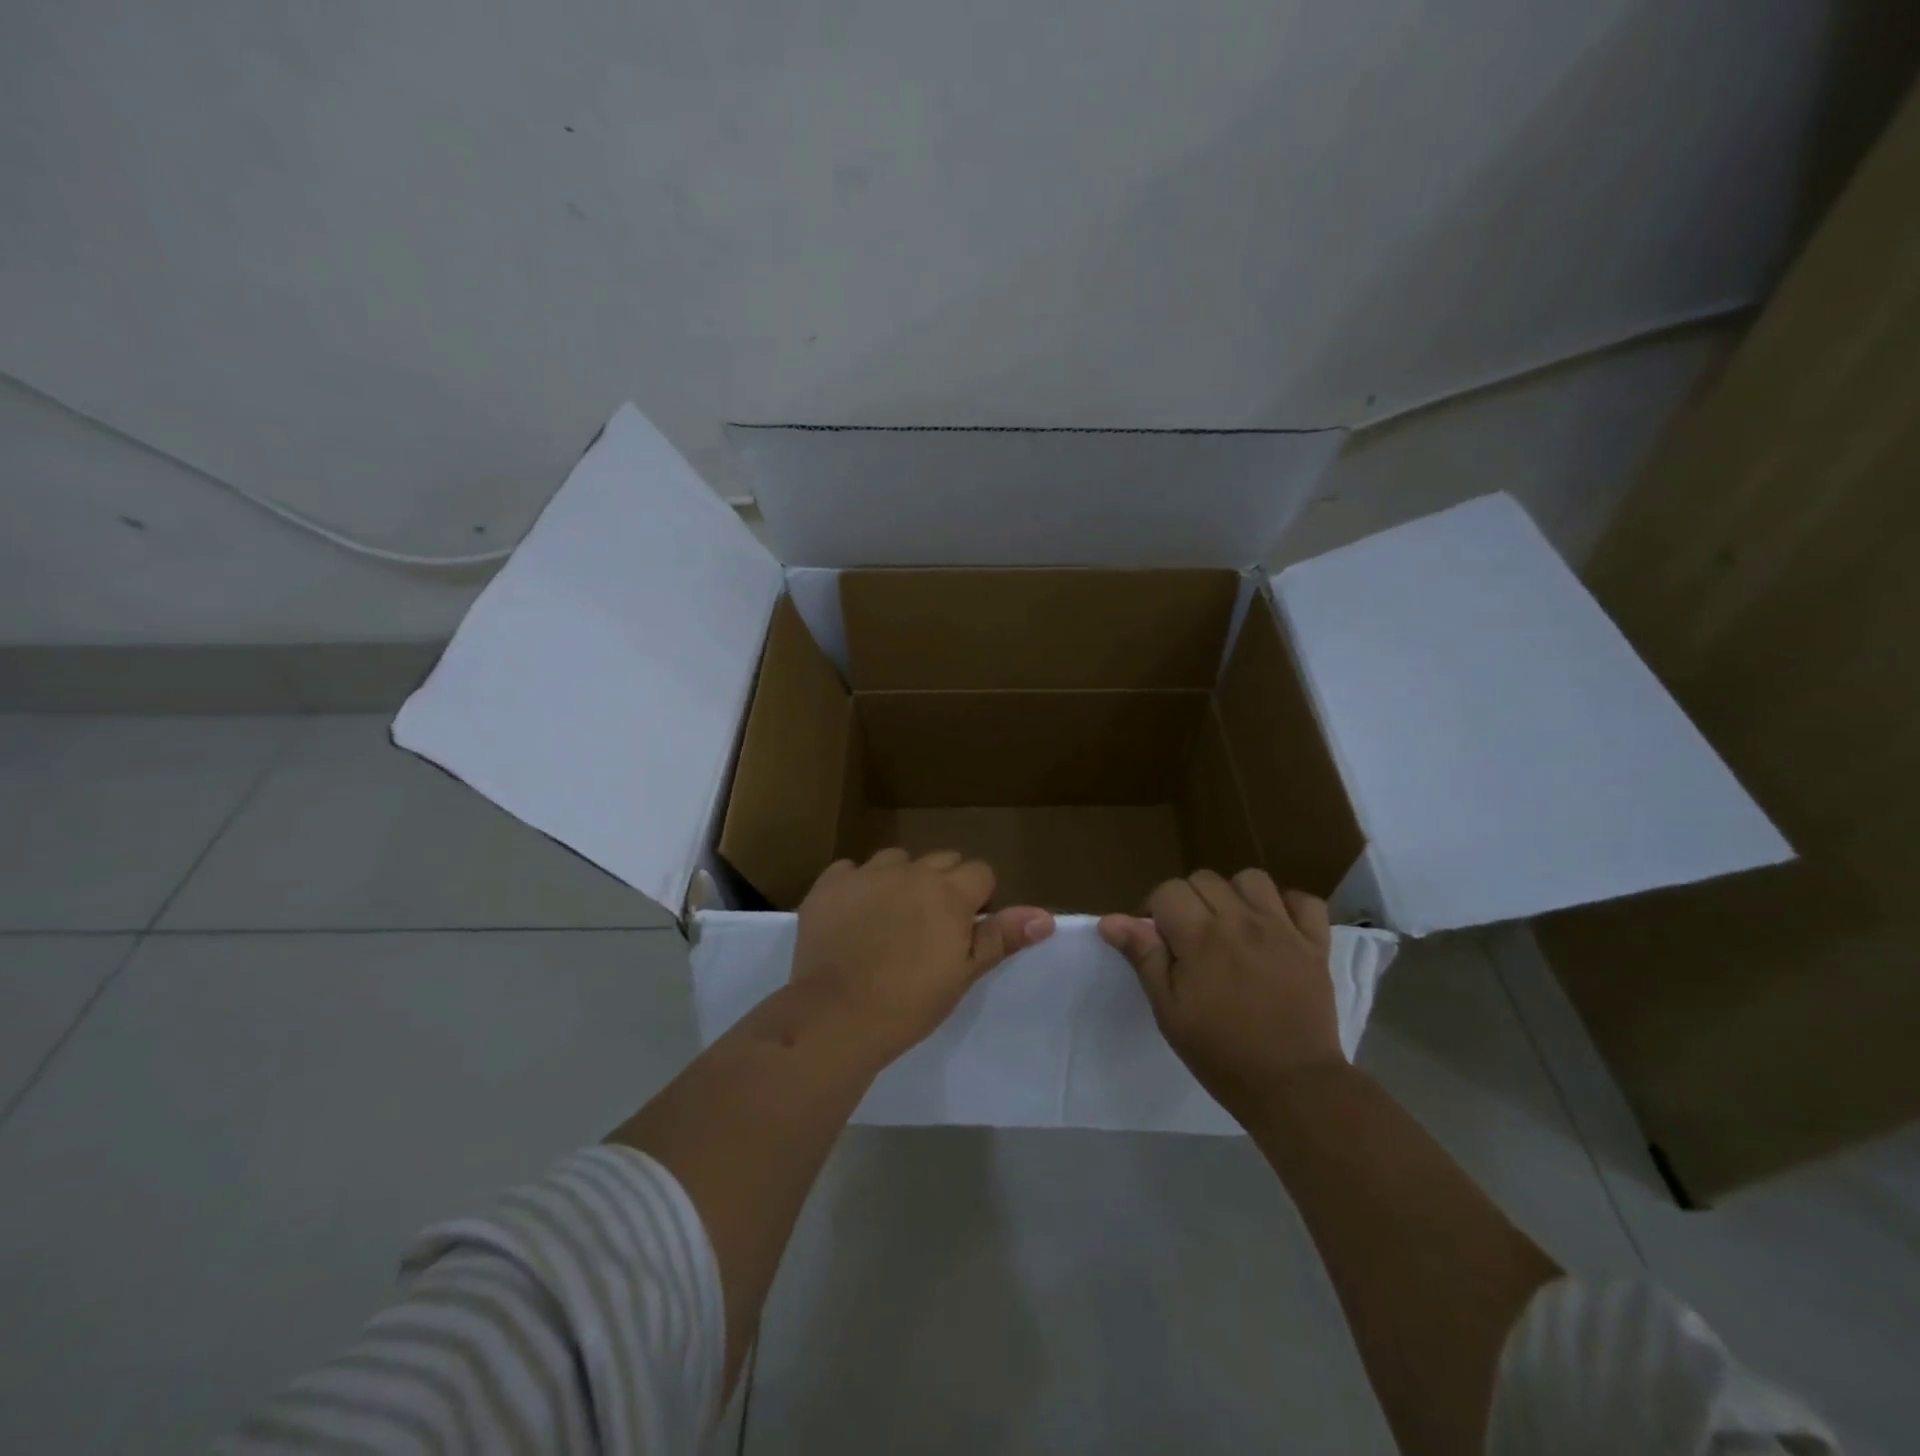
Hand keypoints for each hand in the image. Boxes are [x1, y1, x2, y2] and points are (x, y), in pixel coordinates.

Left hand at [791, 849, 1054, 1063]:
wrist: (837, 1015)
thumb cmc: (910, 1002)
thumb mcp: (963, 973)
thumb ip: (1001, 937)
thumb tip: (1046, 916)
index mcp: (949, 892)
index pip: (980, 872)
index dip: (979, 898)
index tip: (967, 929)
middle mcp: (911, 871)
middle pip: (941, 860)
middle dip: (944, 885)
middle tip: (932, 927)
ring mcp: (867, 873)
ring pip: (896, 860)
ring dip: (901, 879)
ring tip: (891, 918)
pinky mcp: (830, 883)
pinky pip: (851, 870)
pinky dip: (856, 886)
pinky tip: (851, 915)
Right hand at [1099, 869, 1341, 1113]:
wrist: (1294, 1087)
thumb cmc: (1221, 1054)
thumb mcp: (1170, 1012)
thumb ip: (1144, 958)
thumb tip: (1110, 920)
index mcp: (1201, 937)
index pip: (1168, 891)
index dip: (1155, 910)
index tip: (1158, 940)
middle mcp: (1241, 921)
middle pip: (1204, 879)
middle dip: (1189, 900)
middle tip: (1190, 938)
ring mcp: (1283, 929)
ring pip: (1252, 879)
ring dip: (1234, 895)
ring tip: (1232, 925)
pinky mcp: (1316, 944)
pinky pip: (1304, 901)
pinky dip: (1287, 906)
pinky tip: (1276, 926)